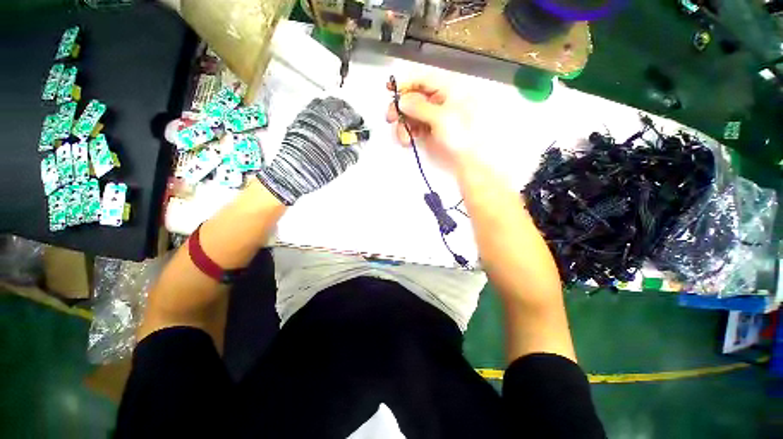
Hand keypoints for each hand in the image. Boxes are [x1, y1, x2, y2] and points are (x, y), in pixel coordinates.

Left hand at [257, 97, 363, 204]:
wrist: (290, 176)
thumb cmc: (313, 170)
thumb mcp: (339, 165)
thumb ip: (351, 154)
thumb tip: (357, 148)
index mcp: (329, 126)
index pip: (348, 115)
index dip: (357, 119)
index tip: (361, 125)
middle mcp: (316, 118)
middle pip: (335, 103)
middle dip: (346, 109)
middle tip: (352, 119)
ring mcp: (305, 118)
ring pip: (321, 102)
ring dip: (332, 108)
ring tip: (338, 119)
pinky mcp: (296, 123)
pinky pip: (310, 108)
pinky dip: (320, 111)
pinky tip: (323, 122)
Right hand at [386, 77, 475, 170]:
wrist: (466, 160)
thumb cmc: (460, 137)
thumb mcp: (442, 118)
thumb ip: (420, 107)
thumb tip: (402, 101)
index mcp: (448, 92)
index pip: (423, 81)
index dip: (406, 85)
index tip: (390, 90)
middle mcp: (439, 102)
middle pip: (413, 98)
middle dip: (401, 109)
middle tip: (390, 118)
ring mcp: (433, 118)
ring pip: (411, 114)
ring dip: (403, 125)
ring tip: (404, 138)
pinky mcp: (428, 131)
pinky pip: (413, 127)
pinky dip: (407, 132)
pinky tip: (407, 140)